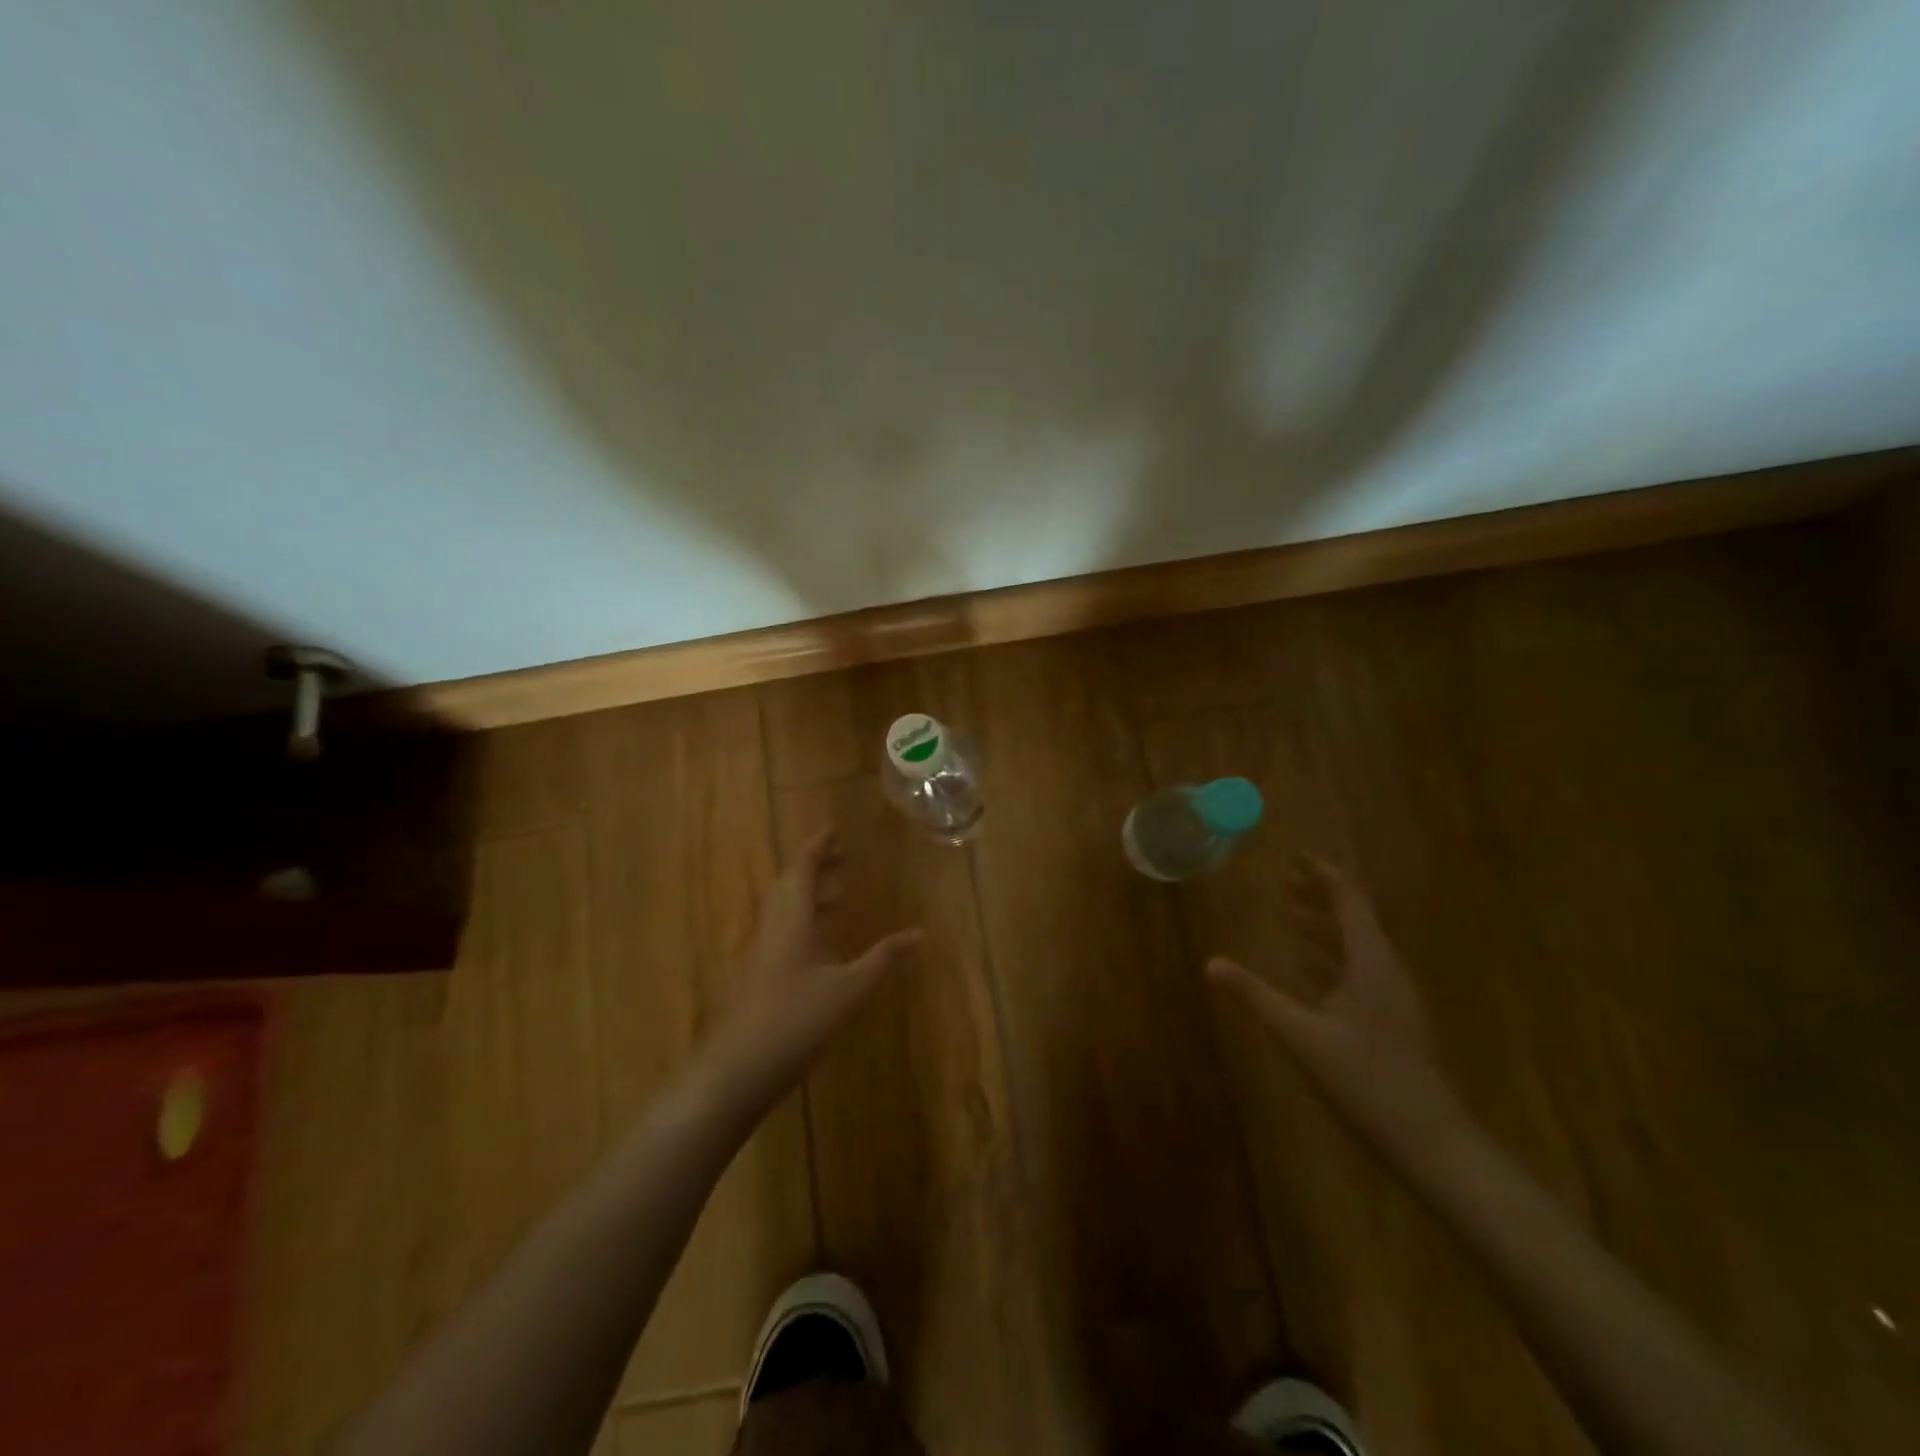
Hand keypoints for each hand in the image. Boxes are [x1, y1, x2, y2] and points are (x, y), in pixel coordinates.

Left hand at [707, 830, 922, 1104]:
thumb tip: (921, 933)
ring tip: (840, 898)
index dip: (817, 849)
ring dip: (809, 897)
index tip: (834, 831)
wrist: (736, 1073)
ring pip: (784, 913)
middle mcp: (772, 931)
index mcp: (790, 921)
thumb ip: (884, 959)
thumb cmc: (794, 1021)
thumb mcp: (849, 990)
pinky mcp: (758, 980)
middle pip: (789, 887)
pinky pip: (782, 935)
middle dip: (815, 869)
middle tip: (843, 860)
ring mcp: (761, 956)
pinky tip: (822, 948)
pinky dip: (804, 924)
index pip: (801, 871)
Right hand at [1208, 855, 1463, 1148]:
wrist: (1428, 1139)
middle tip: (1285, 882)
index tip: (1294, 856)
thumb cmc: (1364, 1079)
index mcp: (1371, 963)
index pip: (1349, 902)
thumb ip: (1255, 996)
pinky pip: (1359, 970)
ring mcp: (1392, 996)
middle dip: (1321, 897)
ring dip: (1325, 926)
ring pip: (1357, 945)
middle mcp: (1386, 970)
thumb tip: (1210, 963)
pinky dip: (1331, 957)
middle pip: (1354, 919)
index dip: (1323, 875)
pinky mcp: (1391, 1018)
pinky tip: (1306, 966)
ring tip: (1290, 916)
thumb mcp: (1301, 1035)